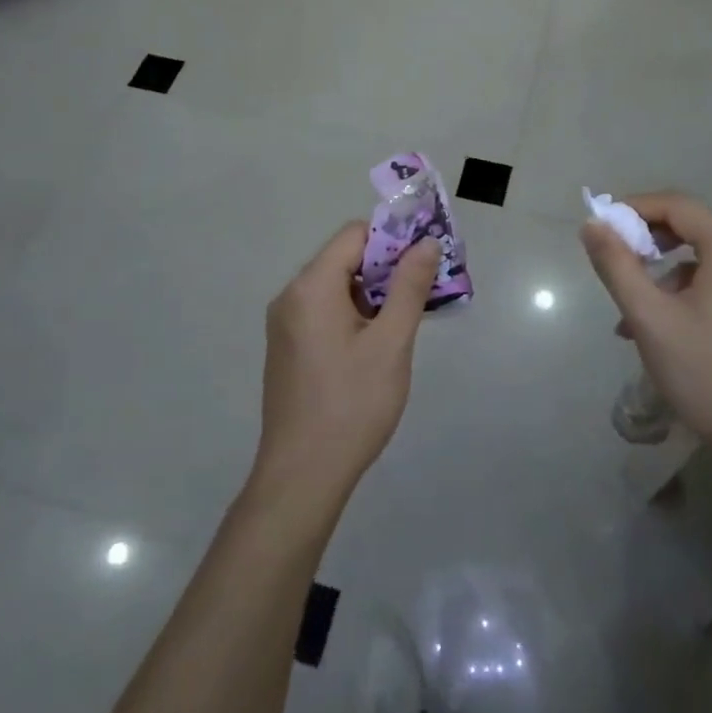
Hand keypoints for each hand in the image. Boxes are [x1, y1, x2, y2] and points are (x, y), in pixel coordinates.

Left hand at [252, 223, 440, 507]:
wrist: (302, 477)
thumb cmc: (352, 405)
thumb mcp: (391, 343)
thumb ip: (409, 287)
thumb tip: (426, 243)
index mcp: (311, 286)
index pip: (355, 234)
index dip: (393, 238)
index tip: (426, 258)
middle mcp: (291, 296)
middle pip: (345, 258)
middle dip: (387, 267)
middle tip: (426, 288)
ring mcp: (285, 324)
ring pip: (336, 287)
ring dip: (373, 292)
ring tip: (408, 316)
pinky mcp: (288, 348)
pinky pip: (324, 312)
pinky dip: (354, 313)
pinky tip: (379, 342)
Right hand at [580, 191, 711, 458]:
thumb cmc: (705, 374)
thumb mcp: (649, 317)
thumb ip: (617, 264)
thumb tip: (592, 223)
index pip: (678, 205)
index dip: (636, 208)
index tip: (603, 226)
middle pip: (693, 229)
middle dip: (648, 244)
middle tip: (616, 264)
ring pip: (705, 261)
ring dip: (664, 277)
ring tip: (632, 316)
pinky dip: (688, 293)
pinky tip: (663, 329)